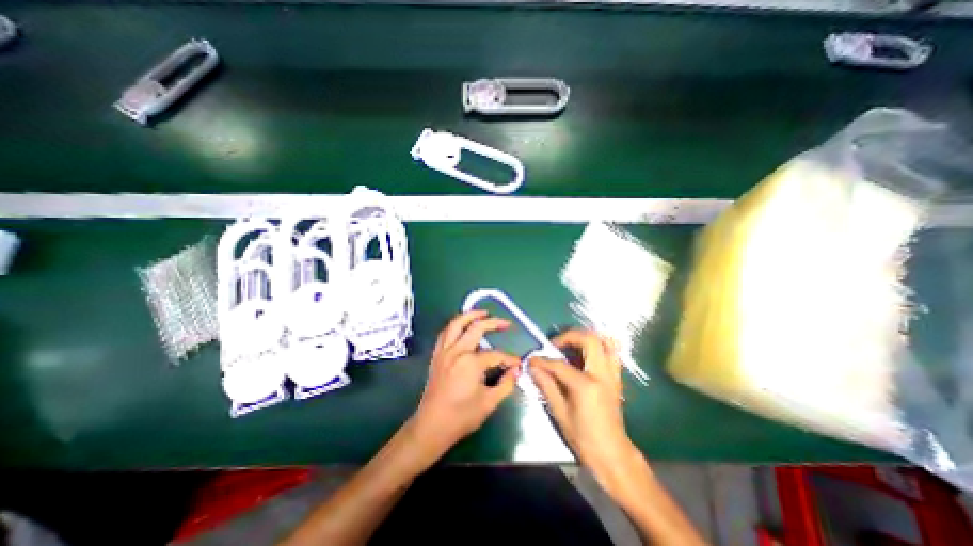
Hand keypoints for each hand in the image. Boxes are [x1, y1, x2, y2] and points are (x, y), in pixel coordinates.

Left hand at [407, 312, 519, 459]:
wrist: (432, 426)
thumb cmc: (462, 416)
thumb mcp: (489, 402)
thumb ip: (506, 384)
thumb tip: (516, 370)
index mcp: (471, 362)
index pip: (496, 355)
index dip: (509, 359)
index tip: (518, 364)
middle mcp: (457, 351)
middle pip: (476, 328)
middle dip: (493, 323)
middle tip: (506, 323)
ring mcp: (444, 351)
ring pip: (456, 324)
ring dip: (470, 315)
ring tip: (483, 312)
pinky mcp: (437, 355)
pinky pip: (445, 333)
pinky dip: (455, 326)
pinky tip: (462, 326)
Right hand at [529, 332, 634, 489]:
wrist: (613, 455)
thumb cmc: (584, 438)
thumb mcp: (560, 413)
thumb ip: (547, 386)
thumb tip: (533, 368)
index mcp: (586, 386)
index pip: (560, 365)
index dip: (543, 361)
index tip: (532, 359)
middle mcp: (602, 374)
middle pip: (590, 340)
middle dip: (570, 336)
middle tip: (555, 344)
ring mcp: (612, 375)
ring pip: (606, 342)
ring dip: (587, 338)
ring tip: (571, 345)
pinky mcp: (616, 378)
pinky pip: (610, 353)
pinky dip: (598, 347)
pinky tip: (583, 356)